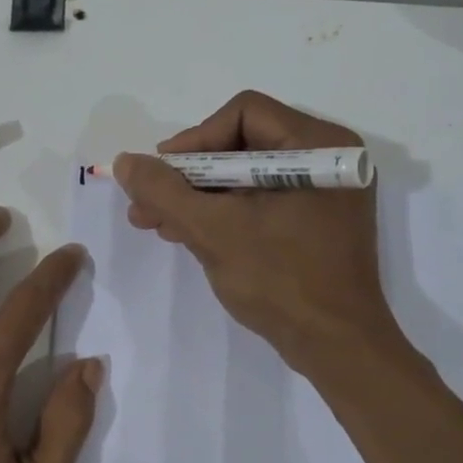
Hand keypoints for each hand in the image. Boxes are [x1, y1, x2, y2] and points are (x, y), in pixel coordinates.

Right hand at [114, 90, 408, 374]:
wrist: (337, 349)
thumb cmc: (281, 281)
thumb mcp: (213, 230)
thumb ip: (164, 191)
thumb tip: (126, 162)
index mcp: (319, 146)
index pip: (243, 113)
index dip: (194, 140)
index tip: (161, 175)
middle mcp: (326, 159)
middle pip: (241, 144)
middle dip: (187, 176)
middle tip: (146, 203)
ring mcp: (322, 193)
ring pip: (244, 177)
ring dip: (197, 197)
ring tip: (154, 222)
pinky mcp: (313, 222)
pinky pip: (258, 202)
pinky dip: (221, 214)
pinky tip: (184, 232)